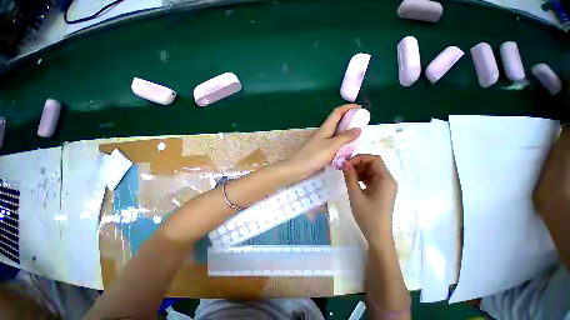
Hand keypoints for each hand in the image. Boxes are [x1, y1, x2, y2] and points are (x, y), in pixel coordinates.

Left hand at [285, 105, 361, 178]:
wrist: (297, 168)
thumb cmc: (314, 155)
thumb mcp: (332, 146)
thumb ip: (345, 137)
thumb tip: (358, 128)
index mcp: (325, 128)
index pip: (337, 112)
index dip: (348, 107)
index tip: (360, 108)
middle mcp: (323, 132)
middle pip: (337, 122)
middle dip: (349, 120)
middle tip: (361, 124)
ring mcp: (320, 141)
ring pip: (335, 133)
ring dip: (345, 132)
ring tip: (357, 136)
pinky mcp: (319, 150)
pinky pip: (332, 143)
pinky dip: (340, 143)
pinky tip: (346, 148)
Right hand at [342, 154, 396, 241]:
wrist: (378, 234)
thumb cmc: (367, 215)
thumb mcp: (355, 195)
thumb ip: (350, 177)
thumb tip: (345, 164)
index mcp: (385, 179)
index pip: (374, 159)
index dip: (359, 158)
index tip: (347, 164)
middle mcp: (388, 180)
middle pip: (373, 163)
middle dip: (358, 163)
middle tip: (344, 168)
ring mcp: (385, 185)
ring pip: (372, 170)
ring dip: (359, 170)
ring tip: (347, 175)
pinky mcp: (382, 190)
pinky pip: (372, 178)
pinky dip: (362, 177)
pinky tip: (353, 181)